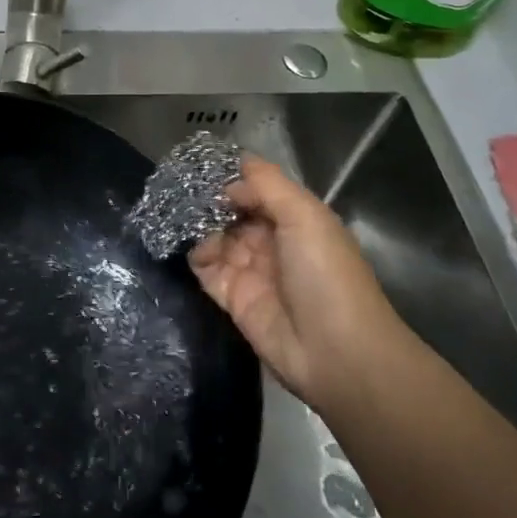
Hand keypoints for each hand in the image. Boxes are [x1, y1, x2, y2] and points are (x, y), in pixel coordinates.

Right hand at [189, 156, 412, 414]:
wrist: (337, 353)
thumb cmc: (325, 274)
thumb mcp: (304, 215)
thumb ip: (266, 185)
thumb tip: (229, 175)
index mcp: (294, 217)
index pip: (256, 187)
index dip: (232, 176)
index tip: (201, 164)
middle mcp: (271, 239)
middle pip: (232, 210)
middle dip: (209, 199)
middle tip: (179, 188)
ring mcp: (251, 269)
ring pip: (215, 236)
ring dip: (198, 226)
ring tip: (181, 217)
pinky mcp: (233, 298)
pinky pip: (207, 269)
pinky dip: (196, 256)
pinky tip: (194, 248)